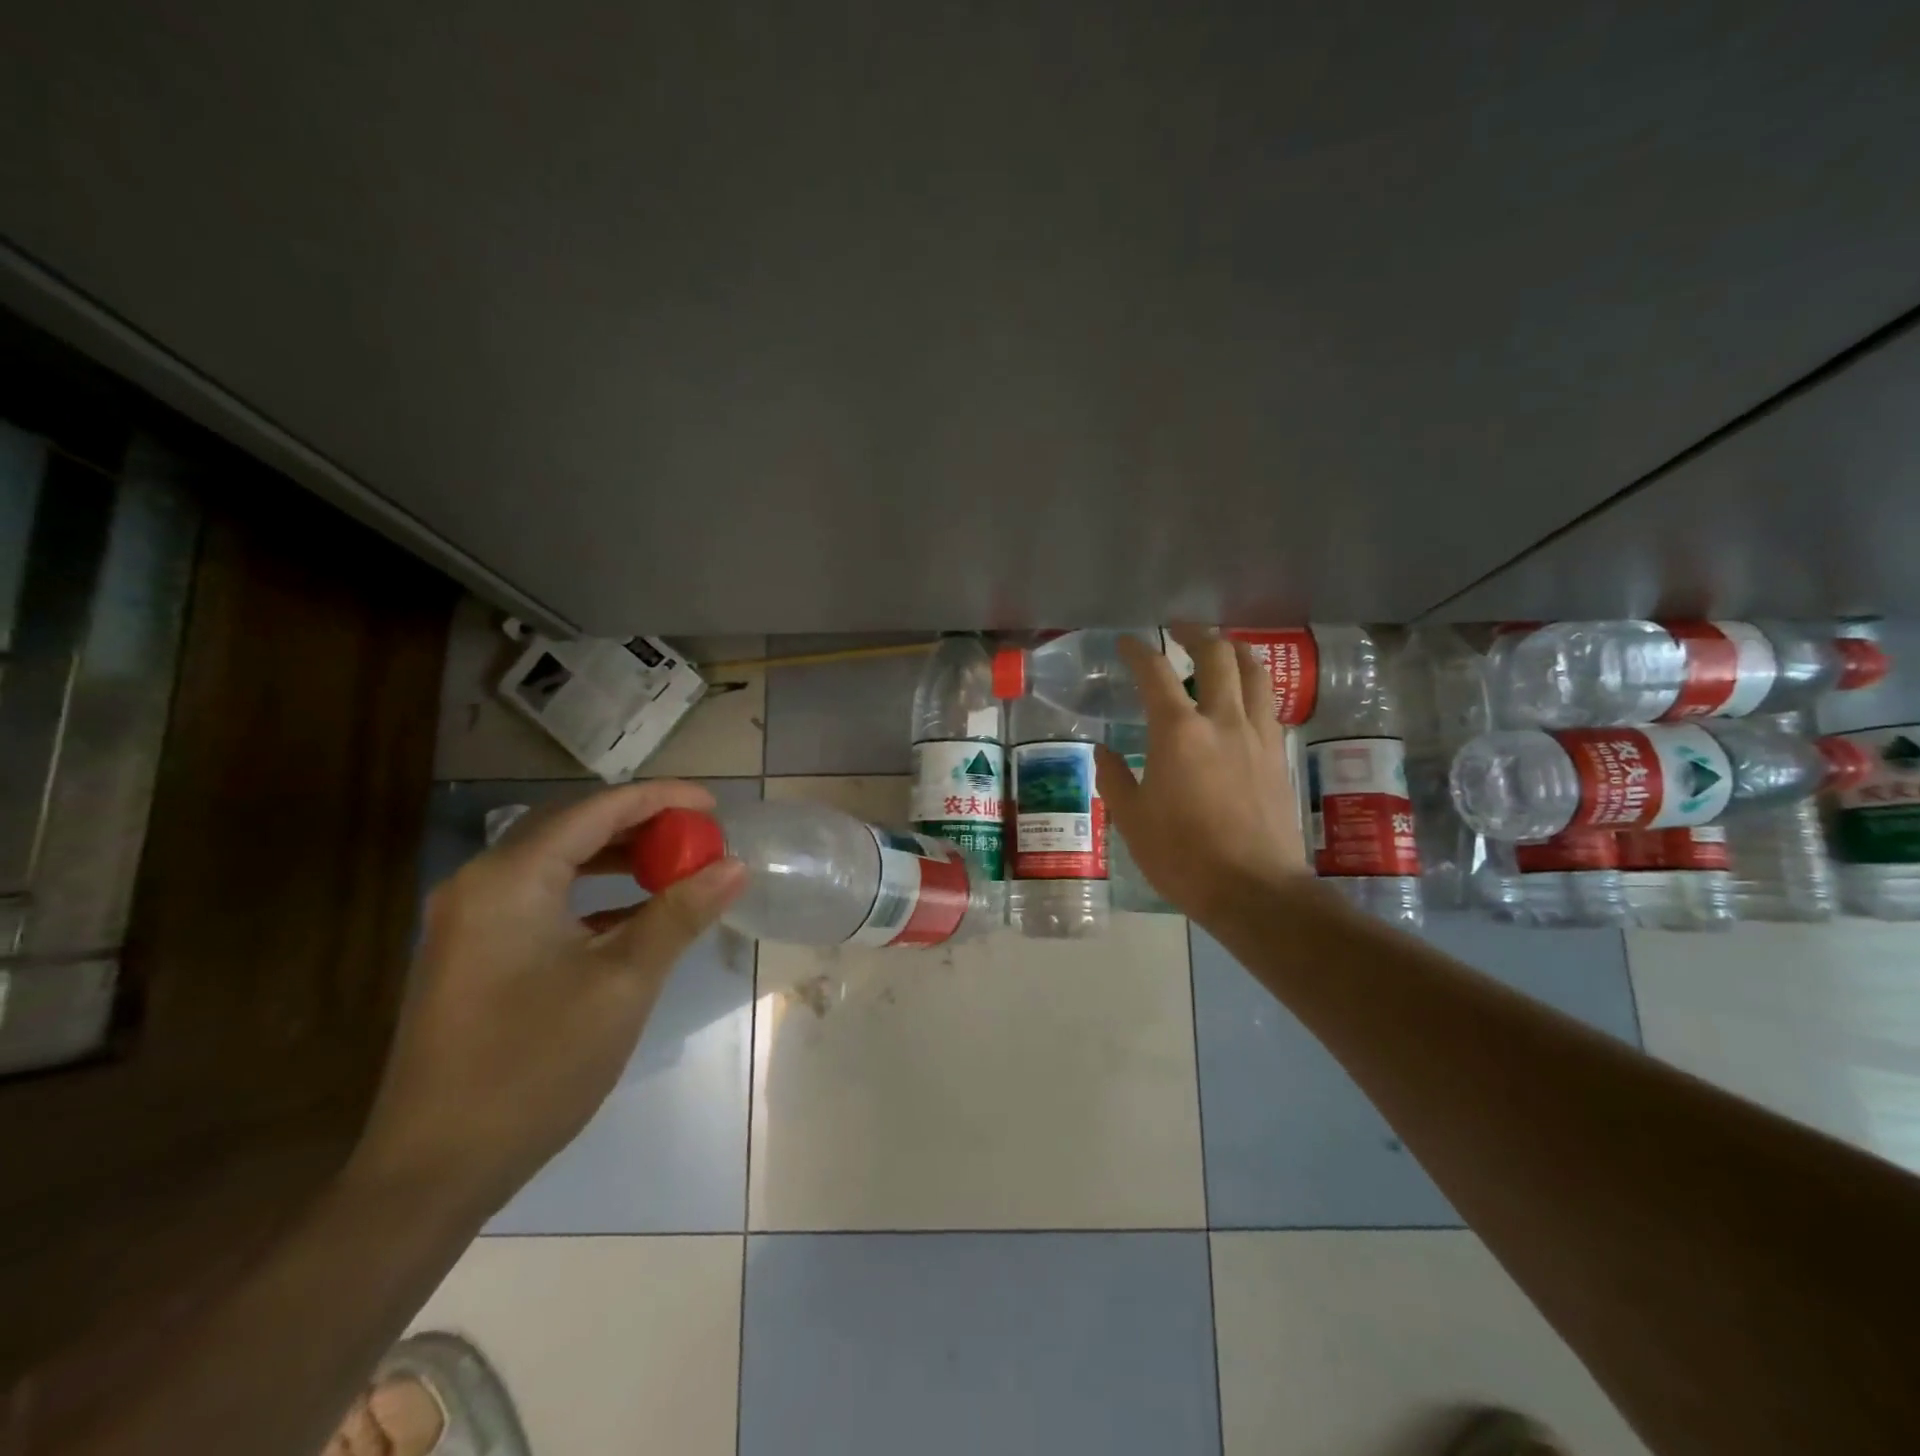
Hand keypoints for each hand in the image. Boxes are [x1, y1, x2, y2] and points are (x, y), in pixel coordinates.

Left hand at [350, 782, 744, 1212]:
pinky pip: (543, 898)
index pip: (596, 810)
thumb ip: (680, 915)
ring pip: (558, 862)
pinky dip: (592, 893)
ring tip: (675, 866)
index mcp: (509, 879)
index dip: (660, 799)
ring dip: (618, 858)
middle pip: (573, 827)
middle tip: (698, 834)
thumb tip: (734, 867)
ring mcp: (471, 919)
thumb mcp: (624, 983)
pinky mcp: (475, 951)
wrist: (435, 1170)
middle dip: (641, 824)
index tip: (714, 806)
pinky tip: (634, 912)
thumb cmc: (535, 1065)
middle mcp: (481, 883)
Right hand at [1095, 627, 1311, 926]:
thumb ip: (1114, 778)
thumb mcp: (1132, 820)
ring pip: (1255, 672)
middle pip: (1217, 655)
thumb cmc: (1182, 856)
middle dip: (1196, 634)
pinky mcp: (1278, 755)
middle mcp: (1222, 720)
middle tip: (1179, 631)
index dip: (1138, 651)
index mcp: (1178, 732)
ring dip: (1235, 651)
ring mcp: (1257, 735)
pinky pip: (1268, 704)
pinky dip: (1253, 686)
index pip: (1155, 673)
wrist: (1255, 890)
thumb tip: (1103, 750)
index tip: (1126, 643)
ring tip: (1221, 649)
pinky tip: (1242, 699)